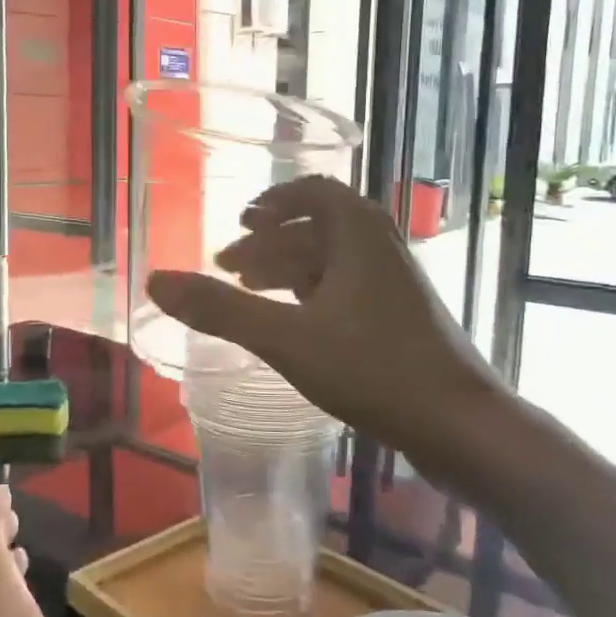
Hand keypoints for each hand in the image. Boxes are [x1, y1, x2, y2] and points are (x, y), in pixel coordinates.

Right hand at [146, 175, 499, 460]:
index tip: (240, 221)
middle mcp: (380, 247)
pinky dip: (311, 296)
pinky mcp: (401, 319)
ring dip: (288, 271)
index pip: (314, 192)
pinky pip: (346, 290)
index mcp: (358, 232)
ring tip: (250, 293)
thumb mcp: (286, 338)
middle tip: (228, 269)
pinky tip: (293, 324)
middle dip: (269, 244)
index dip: (274, 202)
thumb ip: (220, 309)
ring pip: (331, 263)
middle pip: (317, 229)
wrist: (461, 424)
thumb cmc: (374, 369)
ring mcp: (395, 284)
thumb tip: (155, 280)